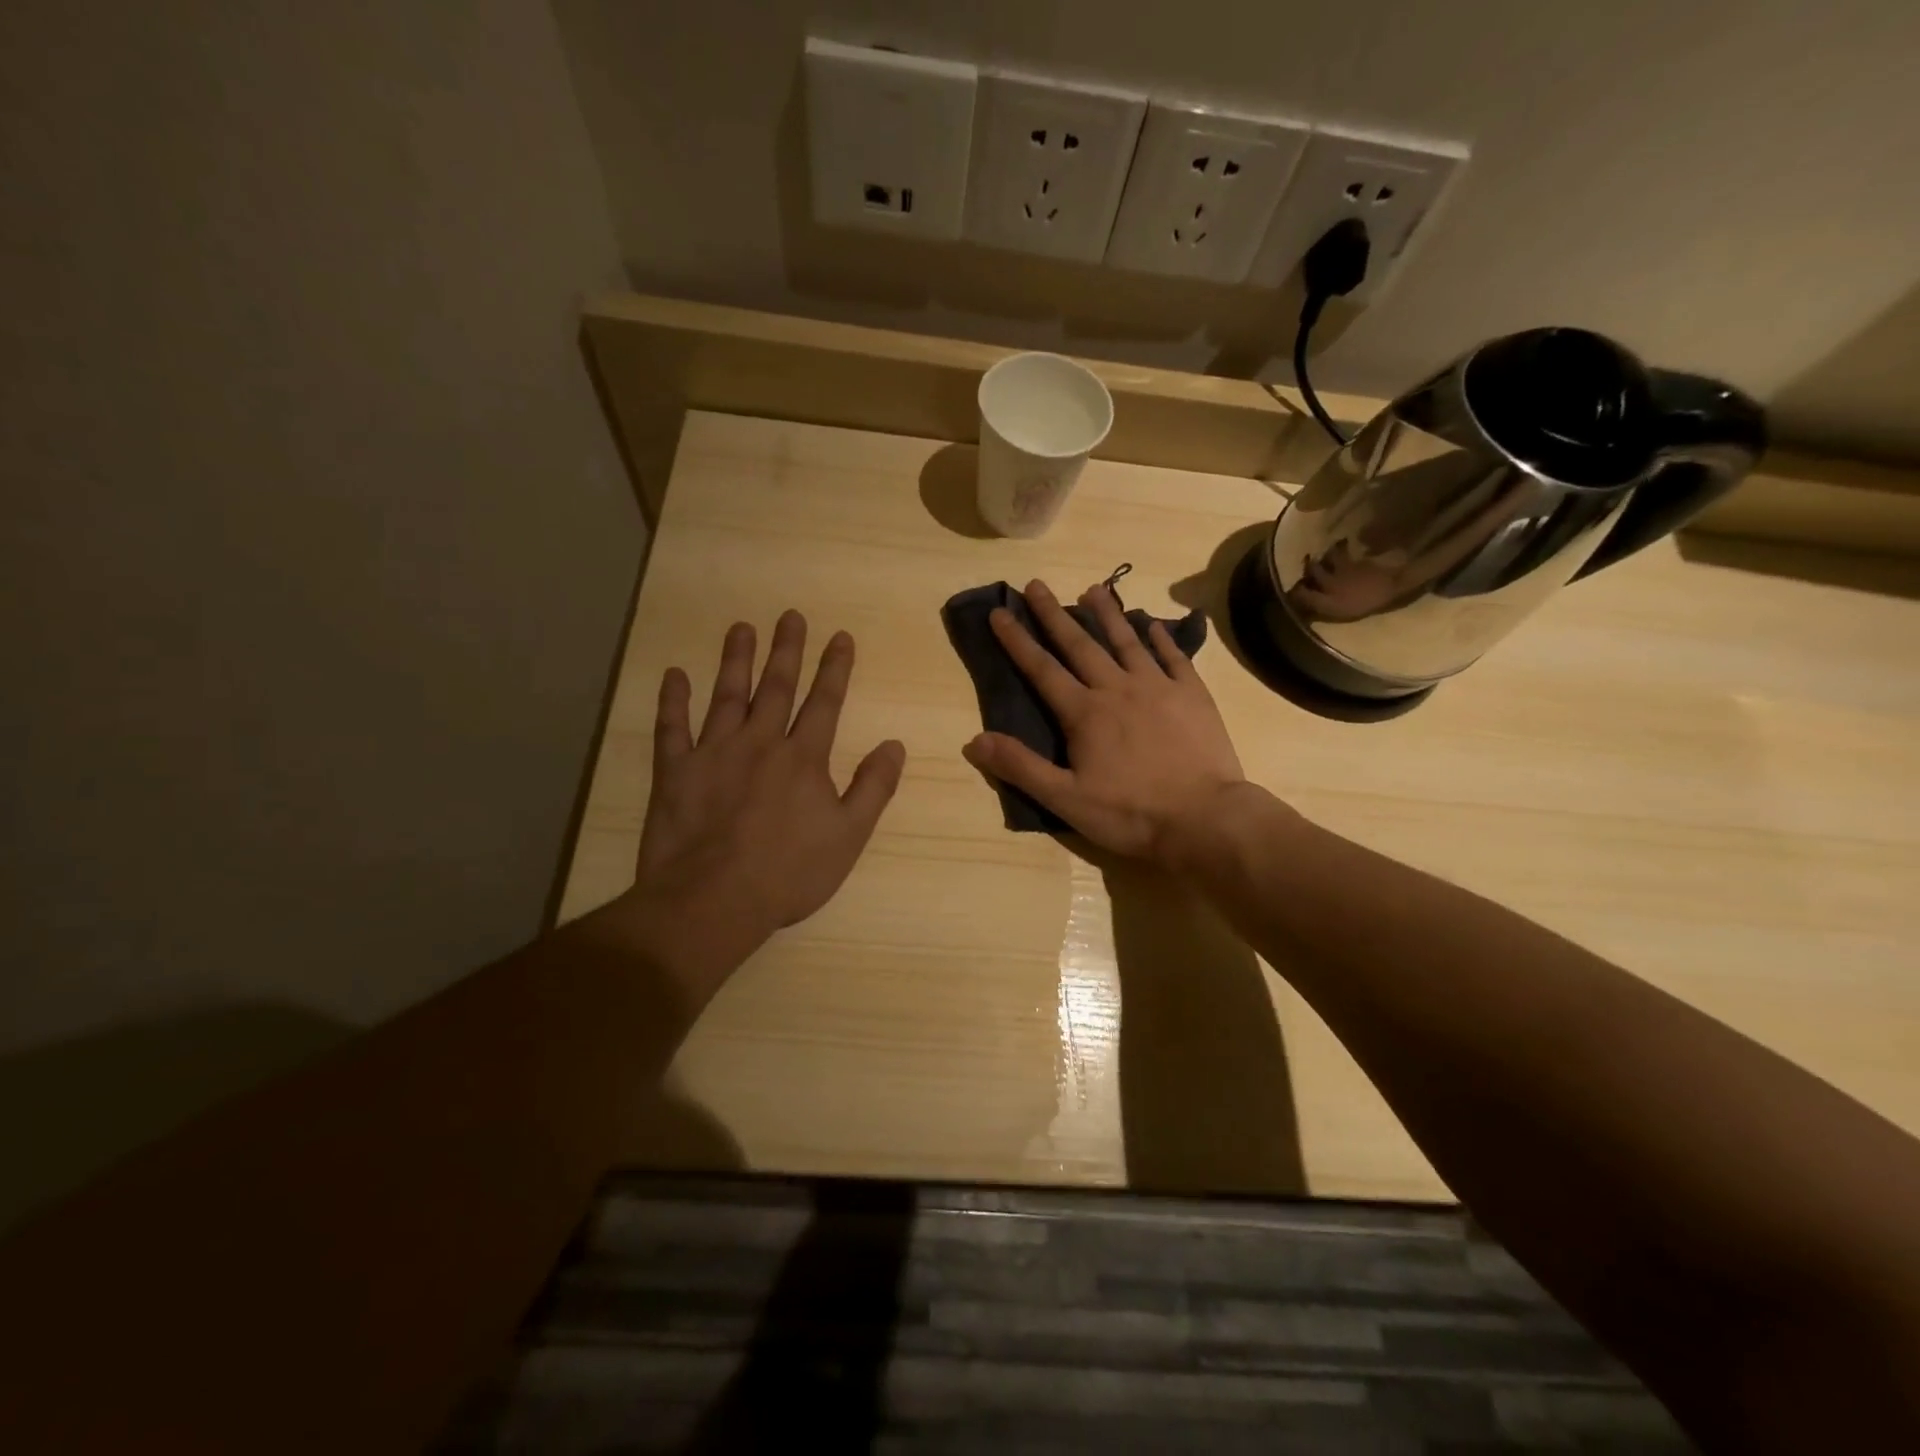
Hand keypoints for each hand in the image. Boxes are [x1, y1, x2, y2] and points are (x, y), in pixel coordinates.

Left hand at [617, 611, 904, 998]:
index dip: (834, 668)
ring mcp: (713, 753)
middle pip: (775, 687)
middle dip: (786, 650)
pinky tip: (674, 675)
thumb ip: (873, 787)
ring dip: (735, 661)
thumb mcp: (848, 835)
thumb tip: (894, 745)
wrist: (713, 900)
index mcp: (803, 758)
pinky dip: (672, 700)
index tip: (840, 636)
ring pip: (726, 696)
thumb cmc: (788, 872)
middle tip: (789, 615)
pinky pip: (671, 728)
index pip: (824, 702)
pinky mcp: (675, 771)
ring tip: (740, 628)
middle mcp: (760, 743)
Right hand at [961, 579, 1248, 865]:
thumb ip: (1020, 766)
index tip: (1000, 611)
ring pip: (1127, 641)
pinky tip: (1154, 625)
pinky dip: (1162, 639)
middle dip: (1054, 614)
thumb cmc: (1130, 813)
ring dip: (1107, 614)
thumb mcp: (1065, 798)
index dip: (1017, 640)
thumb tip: (974, 740)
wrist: (1204, 818)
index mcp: (1084, 713)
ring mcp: (1158, 687)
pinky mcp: (1192, 695)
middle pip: (1080, 644)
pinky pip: (1174, 657)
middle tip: (1036, 584)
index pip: (1041, 669)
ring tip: (1092, 589)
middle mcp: (1117, 688)